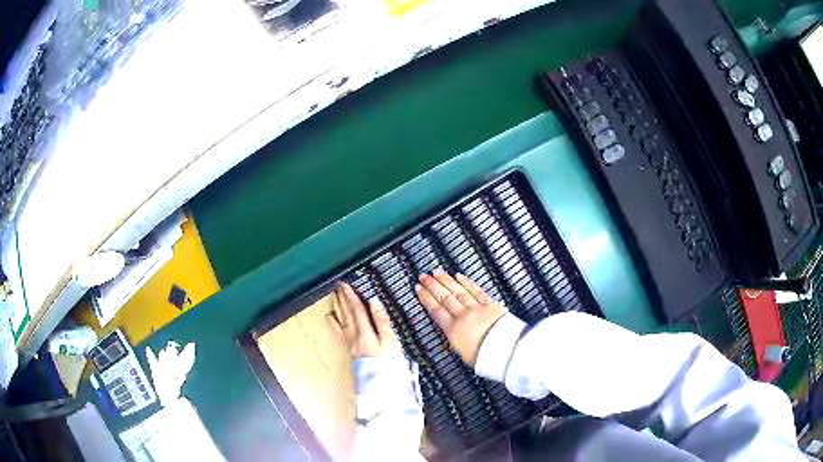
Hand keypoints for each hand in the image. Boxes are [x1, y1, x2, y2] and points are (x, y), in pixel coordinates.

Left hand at [330, 282, 401, 358]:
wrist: (379, 387)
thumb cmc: (388, 365)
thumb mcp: (391, 342)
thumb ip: (382, 321)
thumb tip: (374, 301)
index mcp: (365, 332)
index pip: (356, 309)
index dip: (350, 295)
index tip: (345, 283)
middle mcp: (354, 336)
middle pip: (346, 313)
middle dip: (342, 298)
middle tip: (337, 285)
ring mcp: (350, 344)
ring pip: (341, 321)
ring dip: (337, 307)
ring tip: (333, 296)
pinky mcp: (349, 351)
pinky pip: (338, 332)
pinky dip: (333, 323)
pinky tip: (330, 319)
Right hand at [416, 269, 505, 366]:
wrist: (506, 350)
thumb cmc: (485, 357)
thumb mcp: (462, 355)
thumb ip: (454, 341)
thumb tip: (450, 335)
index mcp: (453, 330)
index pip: (436, 310)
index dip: (426, 297)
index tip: (418, 288)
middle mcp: (463, 316)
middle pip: (445, 297)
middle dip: (433, 285)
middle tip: (423, 275)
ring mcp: (477, 308)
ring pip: (458, 291)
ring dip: (446, 280)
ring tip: (437, 272)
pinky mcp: (490, 304)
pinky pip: (475, 291)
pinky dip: (466, 282)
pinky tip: (459, 276)